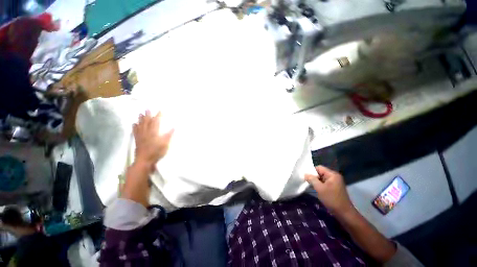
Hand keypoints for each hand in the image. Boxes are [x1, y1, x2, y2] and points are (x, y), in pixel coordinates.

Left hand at [133, 110, 173, 166]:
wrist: (144, 160)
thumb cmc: (156, 152)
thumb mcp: (165, 144)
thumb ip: (169, 135)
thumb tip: (174, 127)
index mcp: (153, 132)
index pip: (156, 122)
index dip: (158, 116)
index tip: (160, 110)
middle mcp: (146, 132)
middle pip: (146, 122)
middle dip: (147, 115)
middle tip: (147, 109)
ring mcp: (140, 136)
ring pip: (140, 125)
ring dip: (140, 119)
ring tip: (140, 114)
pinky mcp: (137, 140)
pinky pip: (135, 131)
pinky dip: (134, 127)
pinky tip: (134, 124)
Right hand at [305, 165, 353, 214]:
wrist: (344, 213)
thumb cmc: (332, 199)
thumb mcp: (320, 188)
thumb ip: (312, 179)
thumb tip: (305, 174)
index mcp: (332, 174)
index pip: (319, 168)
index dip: (311, 171)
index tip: (306, 177)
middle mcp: (334, 176)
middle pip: (320, 172)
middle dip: (313, 177)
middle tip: (307, 182)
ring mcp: (335, 182)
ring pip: (322, 178)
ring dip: (316, 182)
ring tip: (310, 186)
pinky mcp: (334, 188)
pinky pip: (325, 183)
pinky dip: (320, 185)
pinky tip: (316, 189)